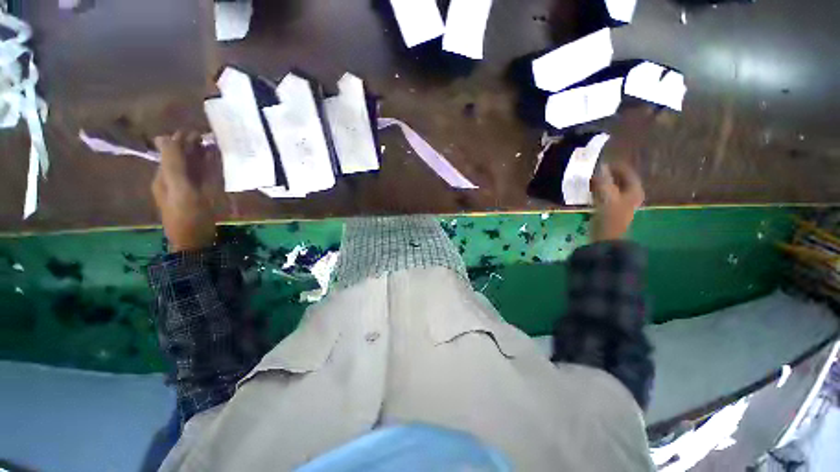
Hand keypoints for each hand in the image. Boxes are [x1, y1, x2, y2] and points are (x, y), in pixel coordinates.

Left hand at [152, 131, 220, 251]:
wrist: (195, 242)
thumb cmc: (188, 217)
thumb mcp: (179, 190)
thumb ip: (173, 165)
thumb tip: (163, 137)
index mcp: (164, 176)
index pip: (170, 152)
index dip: (181, 140)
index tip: (198, 132)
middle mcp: (173, 180)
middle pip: (181, 158)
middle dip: (192, 146)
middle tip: (209, 137)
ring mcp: (186, 189)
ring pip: (192, 167)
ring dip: (201, 156)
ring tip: (214, 146)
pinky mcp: (198, 197)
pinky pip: (202, 178)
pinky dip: (207, 169)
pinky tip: (215, 164)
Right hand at [590, 162, 644, 241]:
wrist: (607, 237)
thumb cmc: (610, 216)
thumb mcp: (607, 196)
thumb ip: (604, 180)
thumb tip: (601, 165)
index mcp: (634, 190)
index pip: (627, 172)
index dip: (616, 166)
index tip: (602, 161)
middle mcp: (630, 195)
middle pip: (619, 180)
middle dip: (607, 174)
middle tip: (594, 169)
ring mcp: (620, 203)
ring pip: (612, 187)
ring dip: (602, 182)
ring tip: (590, 178)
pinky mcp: (611, 209)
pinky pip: (605, 195)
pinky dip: (598, 190)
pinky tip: (589, 190)